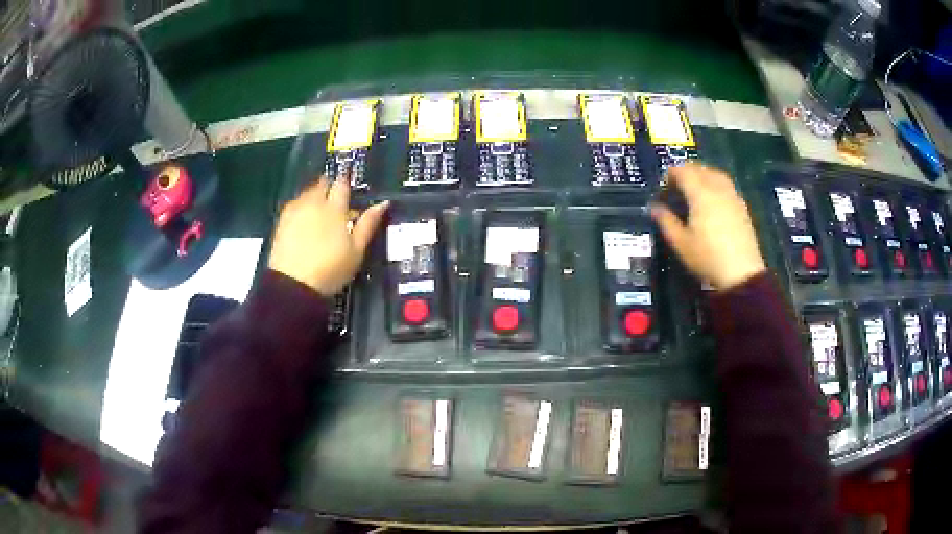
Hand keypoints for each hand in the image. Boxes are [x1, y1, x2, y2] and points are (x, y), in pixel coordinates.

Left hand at [268, 177, 388, 296]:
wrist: (293, 285)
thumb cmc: (330, 269)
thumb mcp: (356, 250)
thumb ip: (368, 224)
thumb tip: (383, 204)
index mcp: (334, 208)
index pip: (341, 185)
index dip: (346, 184)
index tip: (349, 189)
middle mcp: (313, 203)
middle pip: (322, 184)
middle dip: (329, 187)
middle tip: (336, 200)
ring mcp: (295, 211)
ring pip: (307, 193)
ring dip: (315, 196)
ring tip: (320, 212)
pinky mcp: (281, 221)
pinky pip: (294, 205)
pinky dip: (302, 208)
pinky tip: (304, 221)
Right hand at [651, 164, 765, 290]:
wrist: (741, 273)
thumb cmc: (707, 258)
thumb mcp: (681, 243)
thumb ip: (666, 221)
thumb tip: (655, 207)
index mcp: (700, 193)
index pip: (683, 171)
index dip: (671, 174)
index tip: (664, 185)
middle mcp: (717, 188)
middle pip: (700, 168)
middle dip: (686, 171)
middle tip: (677, 186)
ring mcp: (732, 196)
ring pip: (715, 174)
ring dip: (703, 174)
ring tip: (695, 188)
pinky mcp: (741, 206)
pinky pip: (726, 185)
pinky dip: (715, 184)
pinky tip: (713, 199)